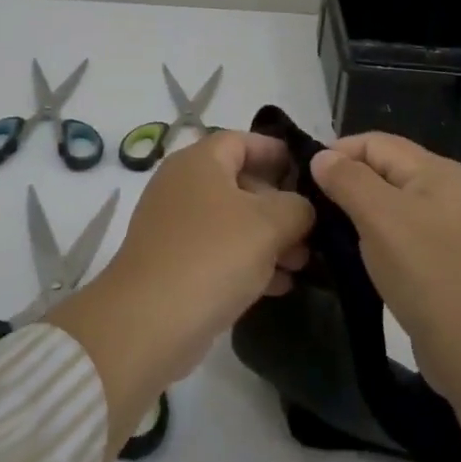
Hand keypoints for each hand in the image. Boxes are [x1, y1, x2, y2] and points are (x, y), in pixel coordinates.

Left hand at [106, 130, 314, 376]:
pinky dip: (247, 261)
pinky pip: (218, 250)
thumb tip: (302, 208)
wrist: (149, 321)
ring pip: (232, 220)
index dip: (276, 151)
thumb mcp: (268, 224)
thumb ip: (296, 207)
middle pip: (240, 182)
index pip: (242, 141)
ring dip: (268, 238)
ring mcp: (174, 224)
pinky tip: (277, 286)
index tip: (309, 171)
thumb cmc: (213, 255)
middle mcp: (182, 184)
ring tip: (301, 265)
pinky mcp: (172, 261)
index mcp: (200, 161)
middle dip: (279, 205)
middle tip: (311, 231)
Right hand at [311, 132, 460, 396]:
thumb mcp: (380, 218)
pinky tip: (360, 258)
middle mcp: (448, 191)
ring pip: (392, 204)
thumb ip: (347, 180)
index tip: (304, 181)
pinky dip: (378, 238)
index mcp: (437, 171)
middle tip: (312, 208)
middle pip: (385, 169)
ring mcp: (451, 229)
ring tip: (329, 233)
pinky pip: (403, 234)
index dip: (337, 153)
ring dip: (360, 213)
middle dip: (347, 182)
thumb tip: (322, 157)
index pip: (375, 142)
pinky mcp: (448, 262)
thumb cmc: (428, 274)